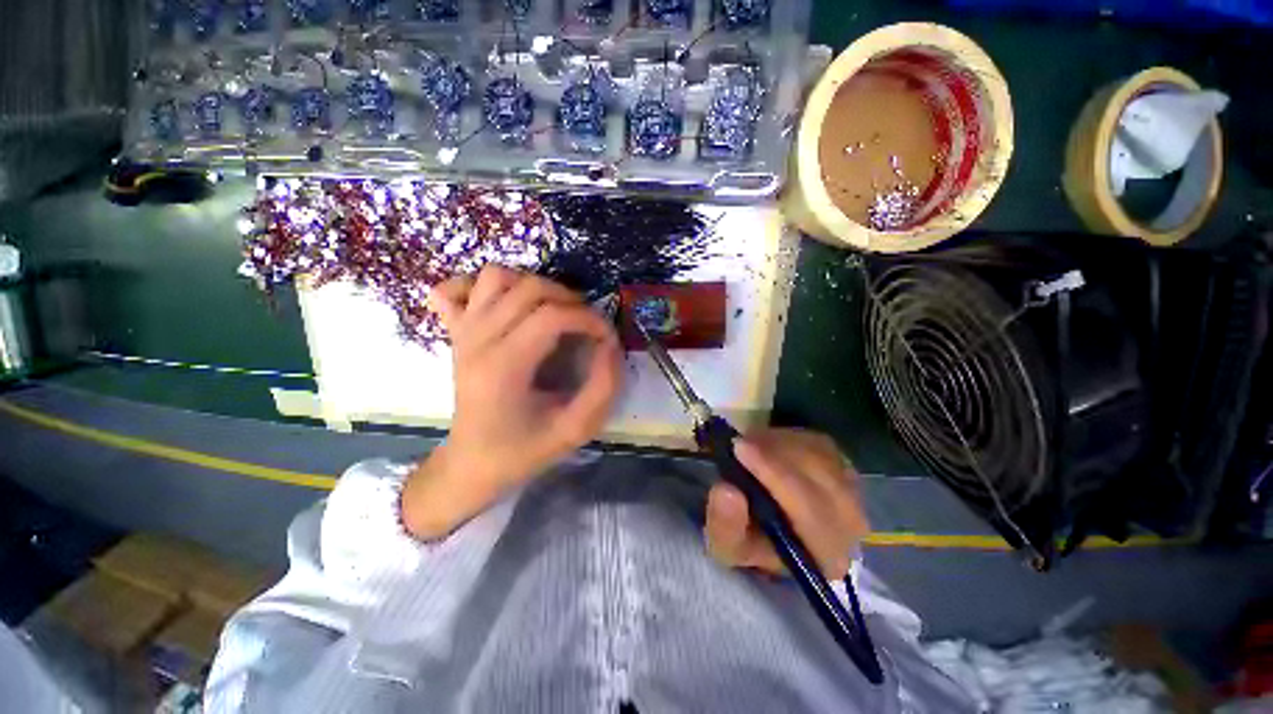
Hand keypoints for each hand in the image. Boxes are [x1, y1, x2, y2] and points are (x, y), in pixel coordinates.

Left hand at [401, 266, 622, 539]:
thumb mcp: (575, 429)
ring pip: (496, 276)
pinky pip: (455, 287)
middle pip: (528, 288)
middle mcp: (477, 340)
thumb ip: (603, 387)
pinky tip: (506, 304)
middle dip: (570, 299)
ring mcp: (461, 332)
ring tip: (554, 311)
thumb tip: (611, 345)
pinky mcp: (454, 331)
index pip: (551, 316)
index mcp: (504, 367)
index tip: (607, 337)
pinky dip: (483, 286)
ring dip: (534, 285)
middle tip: (587, 325)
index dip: (589, 319)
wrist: (471, 464)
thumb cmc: (523, 450)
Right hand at [705, 428, 867, 579]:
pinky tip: (766, 444)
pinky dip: (788, 438)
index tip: (739, 449)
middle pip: (822, 477)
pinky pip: (817, 443)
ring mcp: (853, 491)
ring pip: (819, 455)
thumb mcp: (726, 545)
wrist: (772, 531)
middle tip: (738, 442)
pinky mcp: (843, 465)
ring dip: (779, 444)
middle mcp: (851, 526)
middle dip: (775, 454)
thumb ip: (725, 524)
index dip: (774, 475)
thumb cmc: (749, 541)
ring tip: (747, 446)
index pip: (811, 512)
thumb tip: (726, 491)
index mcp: (826, 557)